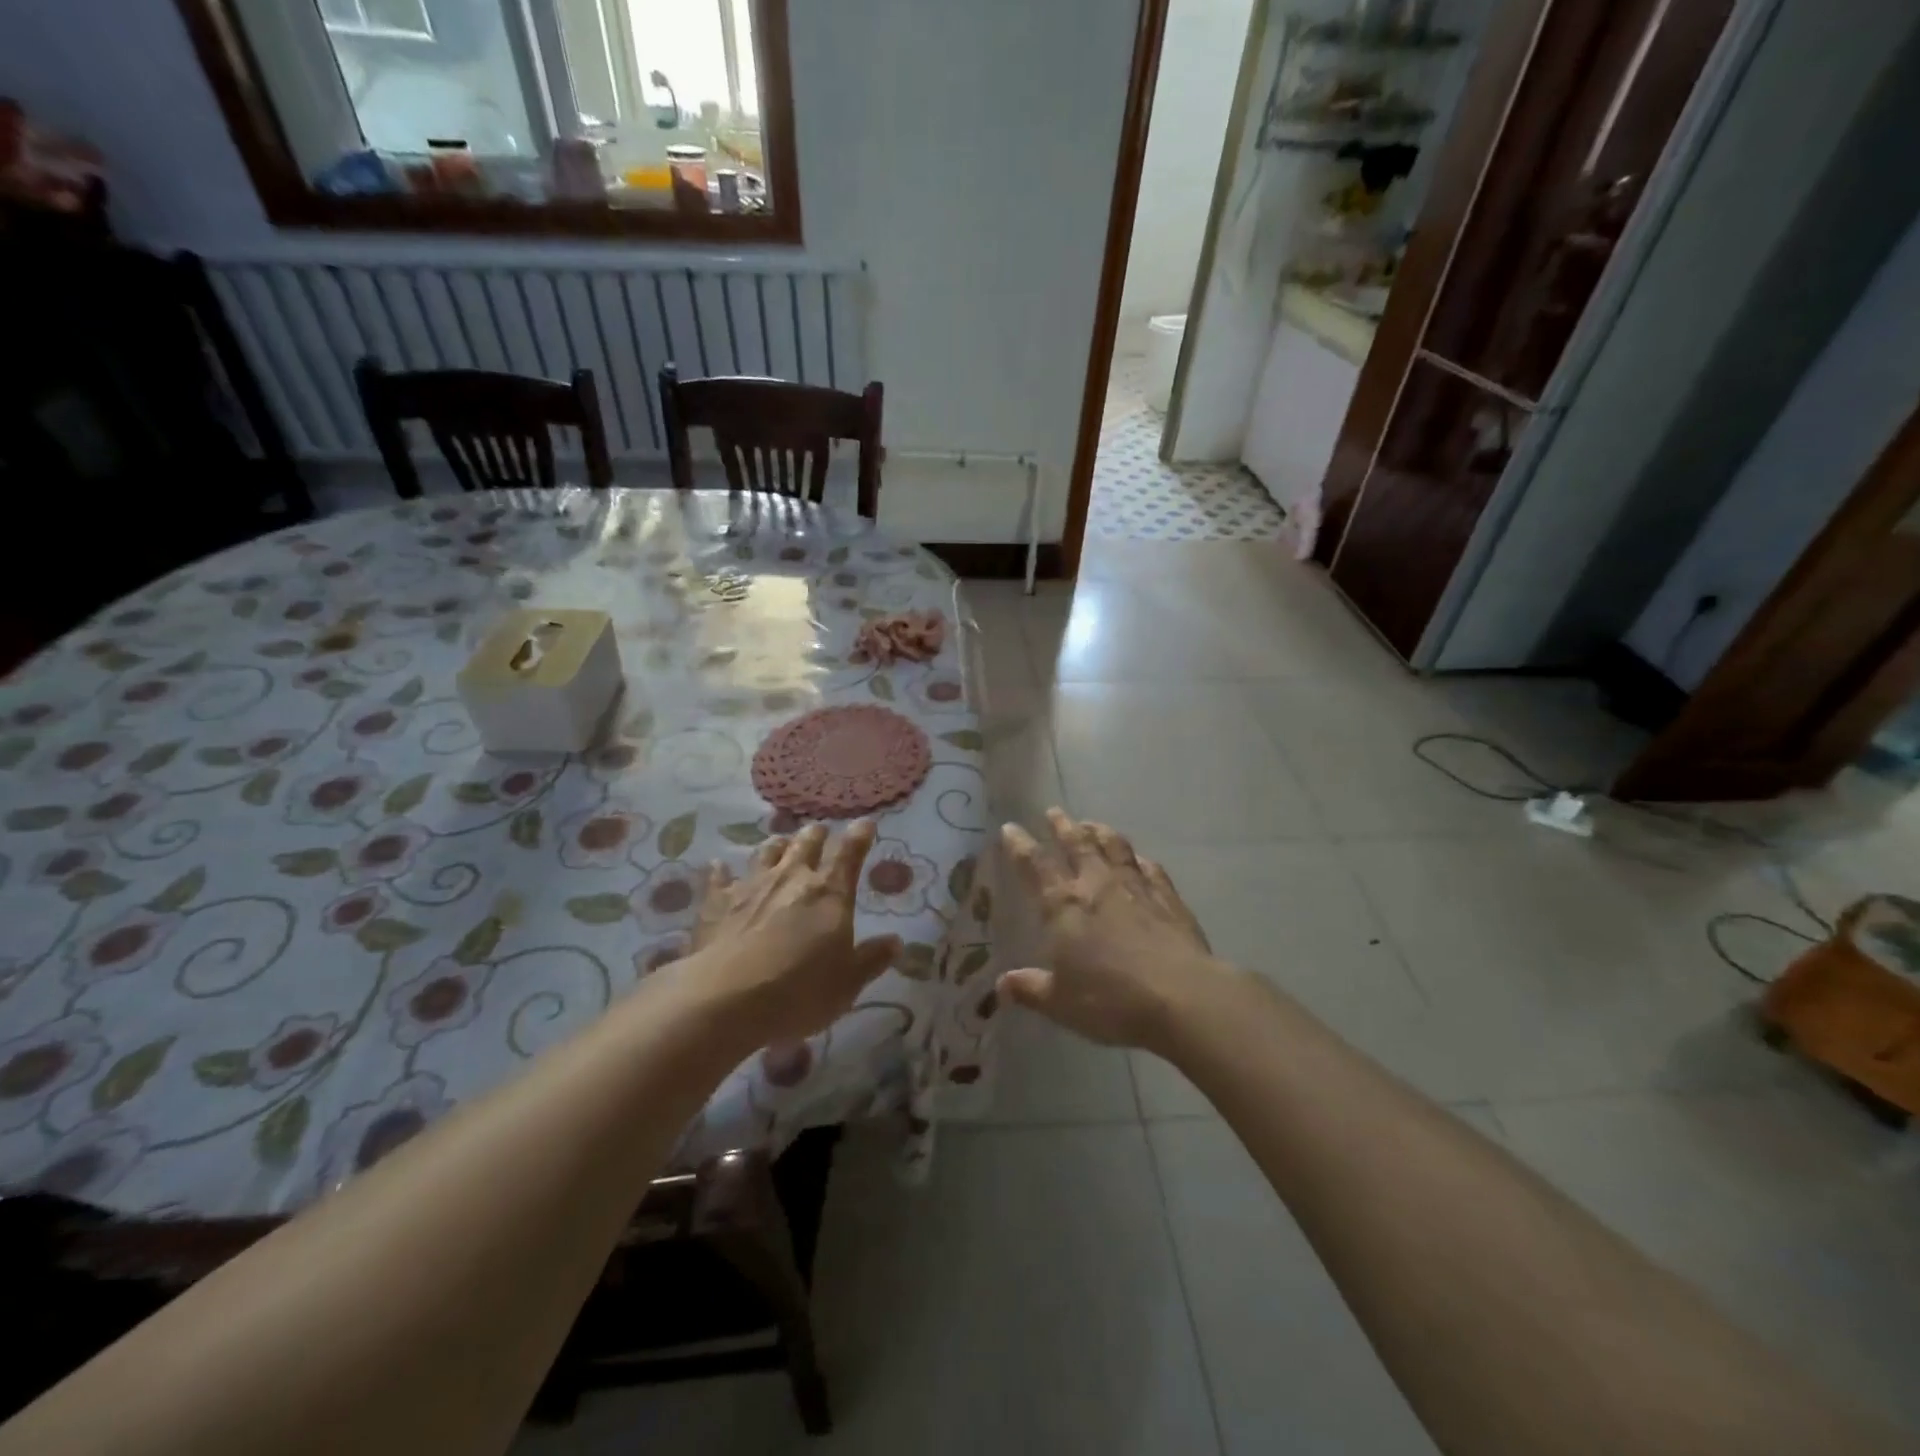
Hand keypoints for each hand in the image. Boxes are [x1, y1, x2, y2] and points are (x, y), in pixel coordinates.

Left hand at [684, 820, 900, 1046]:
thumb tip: (896, 942)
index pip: (850, 853)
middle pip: (807, 844)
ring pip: (767, 852)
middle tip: (820, 831)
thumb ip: (872, 959)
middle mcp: (792, 878)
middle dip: (816, 835)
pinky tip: (718, 865)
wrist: (727, 1000)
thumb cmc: (799, 992)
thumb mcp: (847, 984)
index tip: (866, 823)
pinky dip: (721, 870)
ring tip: (781, 844)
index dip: (860, 835)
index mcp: (830, 893)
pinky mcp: (716, 902)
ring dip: (777, 846)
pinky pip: (719, 877)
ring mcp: (751, 886)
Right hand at [999, 809, 1224, 1052]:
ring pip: (1114, 847)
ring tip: (1091, 824)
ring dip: (1100, 832)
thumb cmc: (1110, 999)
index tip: (1010, 828)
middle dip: (1062, 826)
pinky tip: (1139, 859)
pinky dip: (1139, 860)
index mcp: (1063, 905)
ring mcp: (1135, 887)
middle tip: (1054, 812)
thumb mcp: (1060, 1003)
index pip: (1034, 865)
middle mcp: (1097, 885)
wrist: (1181, 996)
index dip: (1020, 845)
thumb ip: (1030, 989)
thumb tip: (1001, 985)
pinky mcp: (1168, 897)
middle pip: (1077, 844)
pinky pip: (1150, 869)